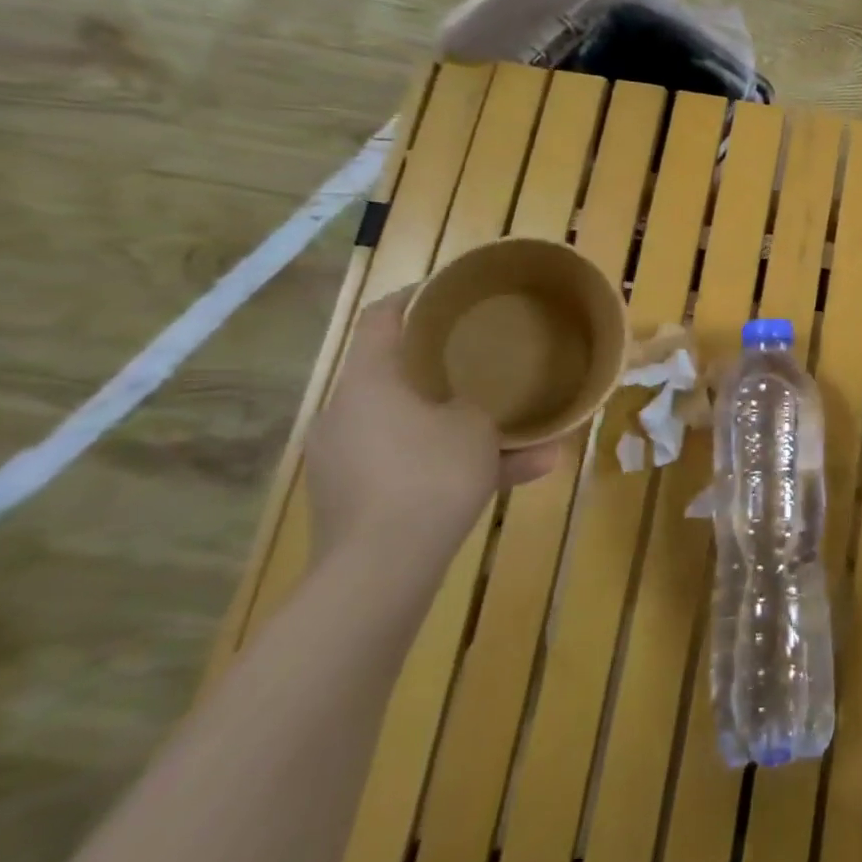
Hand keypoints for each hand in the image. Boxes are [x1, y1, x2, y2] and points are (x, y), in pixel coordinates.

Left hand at [304, 287, 561, 567]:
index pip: (381, 320)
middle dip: (441, 371)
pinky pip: (410, 468)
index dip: (413, 298)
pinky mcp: (353, 501)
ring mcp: (344, 461)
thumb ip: (476, 407)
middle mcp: (344, 415)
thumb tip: (469, 411)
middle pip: (393, 377)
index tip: (446, 291)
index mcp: (368, 383)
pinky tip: (512, 478)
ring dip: (458, 430)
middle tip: (482, 363)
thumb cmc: (430, 474)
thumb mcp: (475, 427)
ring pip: (411, 429)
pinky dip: (449, 467)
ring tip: (518, 438)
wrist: (381, 570)